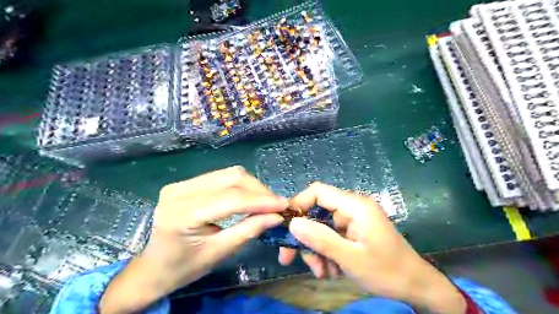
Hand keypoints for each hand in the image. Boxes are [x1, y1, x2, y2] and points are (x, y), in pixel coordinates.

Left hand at [99, 167, 287, 313]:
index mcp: (182, 214)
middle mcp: (179, 191)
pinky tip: (248, 197)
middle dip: (258, 190)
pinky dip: (239, 185)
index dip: (261, 201)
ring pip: (228, 173)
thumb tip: (276, 216)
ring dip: (251, 186)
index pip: (231, 199)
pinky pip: (220, 177)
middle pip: (231, 178)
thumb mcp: (219, 253)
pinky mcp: (185, 182)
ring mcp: (180, 183)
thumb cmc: (183, 268)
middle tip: (276, 205)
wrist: (152, 268)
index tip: (284, 205)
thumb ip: (248, 230)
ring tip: (265, 202)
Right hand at [280, 183, 467, 312]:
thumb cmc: (386, 271)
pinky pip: (330, 236)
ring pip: (321, 227)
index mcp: (355, 205)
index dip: (298, 204)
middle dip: (305, 236)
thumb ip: (321, 239)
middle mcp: (352, 207)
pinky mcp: (353, 230)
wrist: (415, 285)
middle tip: (290, 258)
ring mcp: (352, 219)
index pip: (318, 191)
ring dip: (316, 249)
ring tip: (321, 272)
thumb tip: (292, 224)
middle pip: (316, 212)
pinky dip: (326, 252)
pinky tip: (331, 270)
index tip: (285, 226)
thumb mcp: (350, 259)